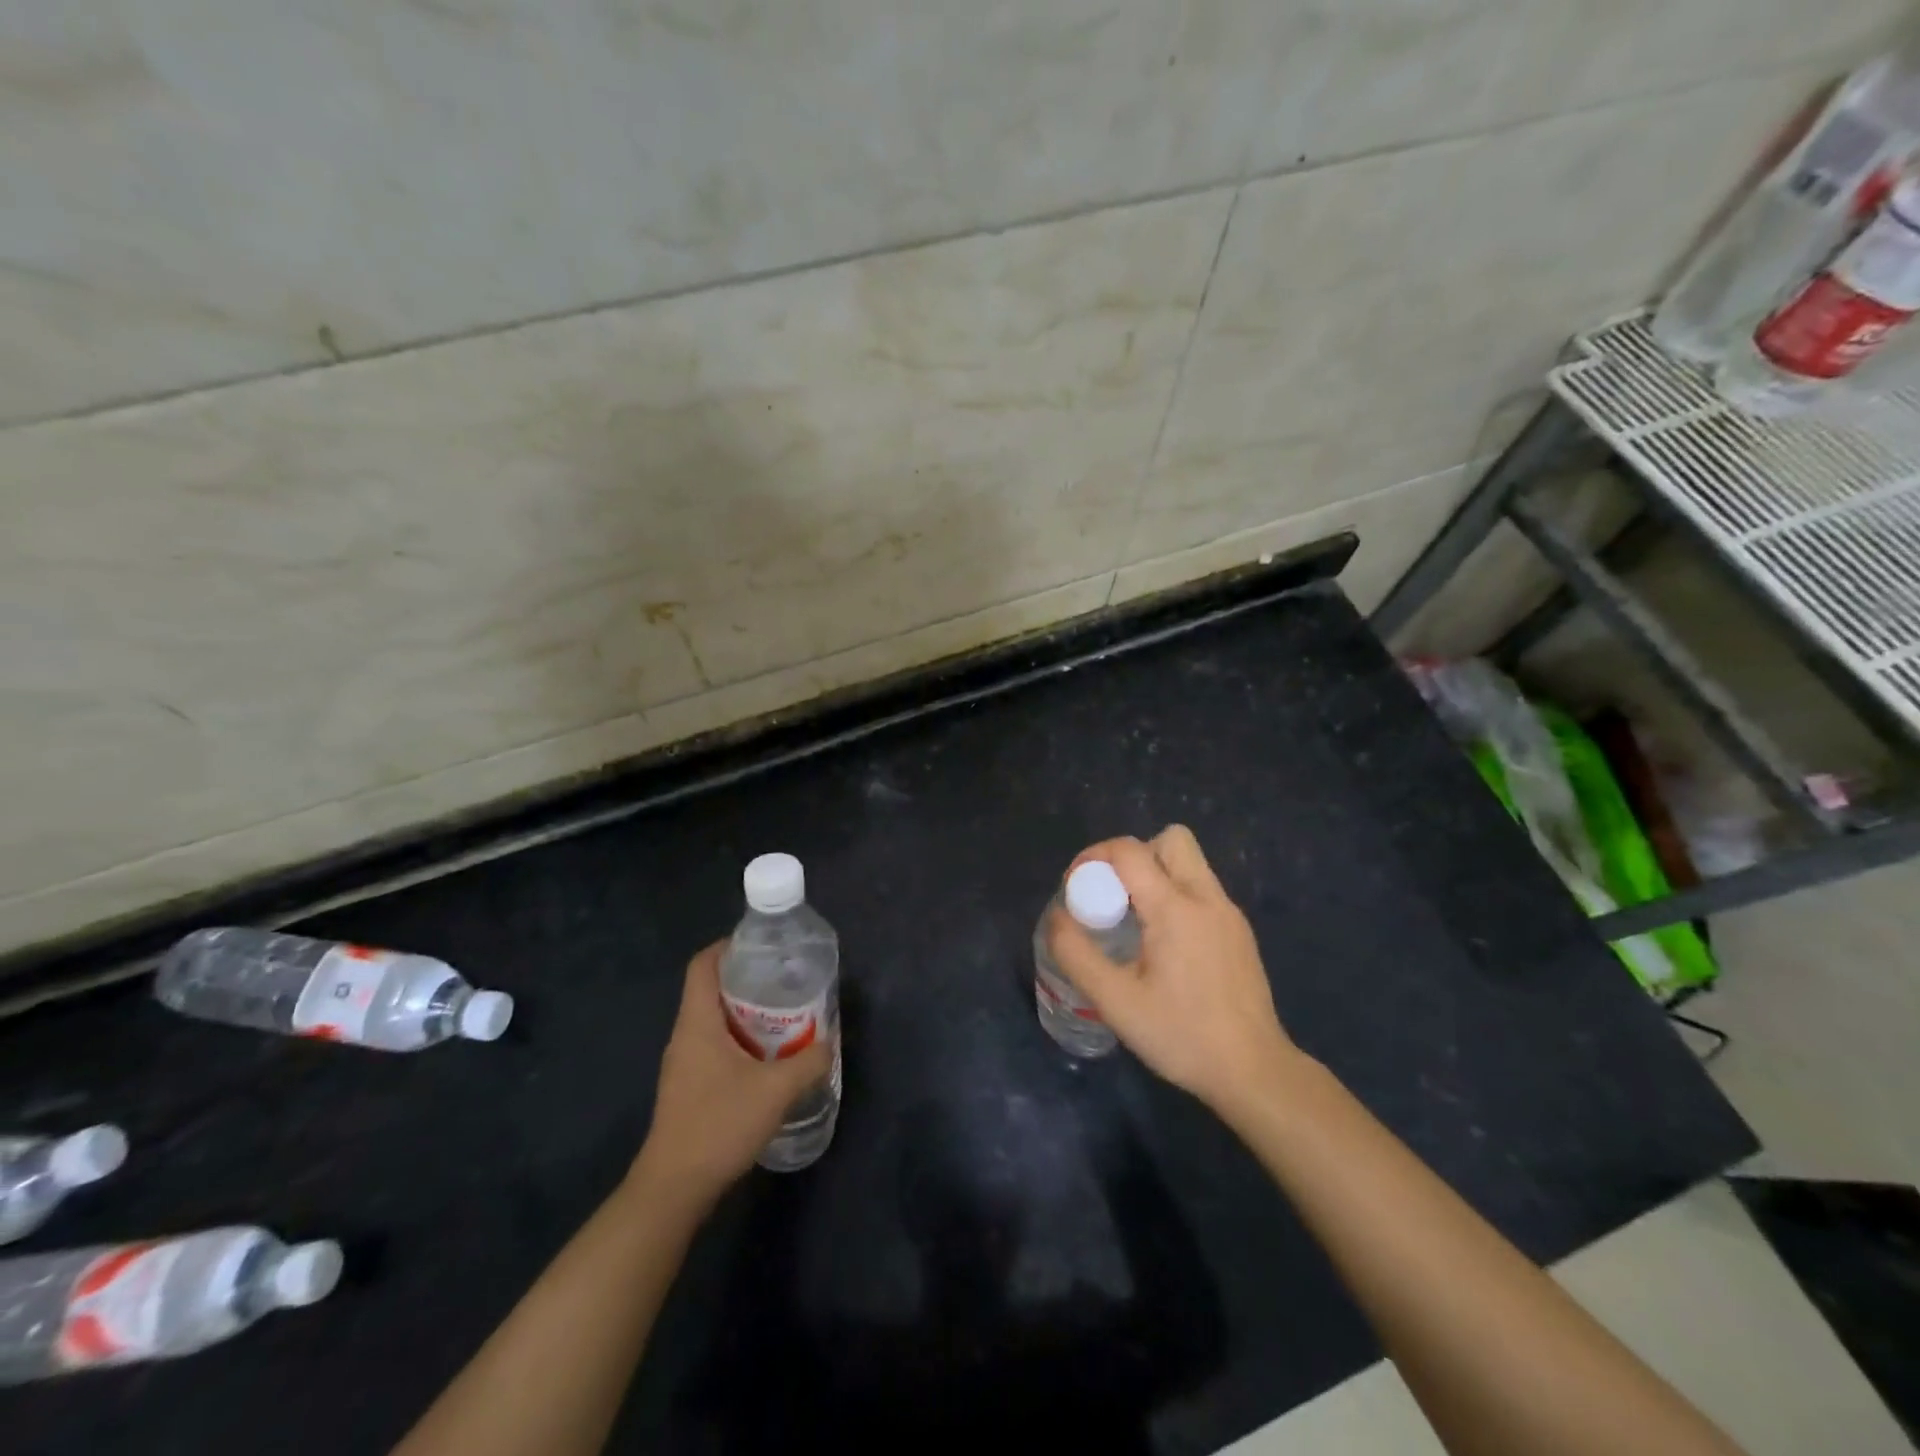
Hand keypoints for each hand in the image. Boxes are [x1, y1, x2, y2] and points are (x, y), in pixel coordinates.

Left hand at [632, 942, 832, 1201]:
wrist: (674, 1189)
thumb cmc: (719, 1125)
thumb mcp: (776, 1090)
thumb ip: (810, 1061)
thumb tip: (830, 1043)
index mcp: (697, 1022)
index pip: (703, 965)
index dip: (729, 946)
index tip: (763, 946)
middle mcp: (686, 1035)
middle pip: (712, 990)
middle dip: (749, 981)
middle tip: (787, 980)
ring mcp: (684, 1064)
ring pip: (715, 1021)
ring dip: (747, 1014)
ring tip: (786, 1016)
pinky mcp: (689, 1088)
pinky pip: (716, 1047)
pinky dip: (742, 1041)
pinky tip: (769, 1059)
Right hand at [1048, 825, 1301, 1118]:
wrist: (1254, 1072)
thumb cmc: (1181, 1036)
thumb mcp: (1116, 1001)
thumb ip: (1077, 954)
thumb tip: (1058, 916)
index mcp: (1175, 908)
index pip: (1129, 850)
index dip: (1094, 856)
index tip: (1076, 887)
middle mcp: (1206, 898)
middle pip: (1170, 839)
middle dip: (1133, 855)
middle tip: (1111, 895)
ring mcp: (1229, 913)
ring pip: (1189, 862)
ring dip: (1155, 873)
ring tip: (1134, 920)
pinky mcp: (1239, 932)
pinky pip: (1201, 890)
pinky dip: (1175, 896)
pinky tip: (1164, 945)